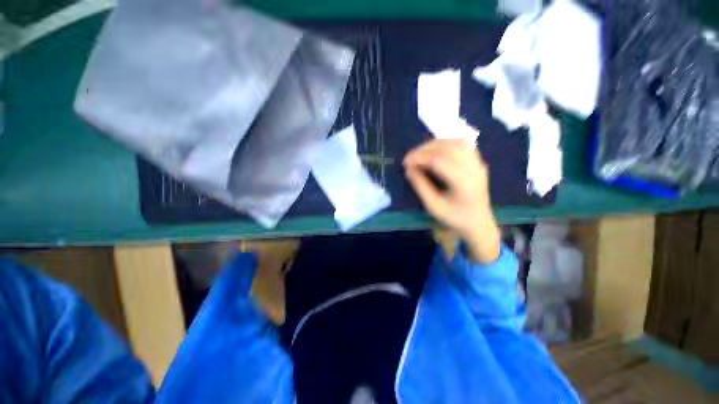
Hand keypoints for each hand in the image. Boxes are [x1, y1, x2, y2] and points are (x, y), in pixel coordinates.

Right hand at [403, 139, 500, 263]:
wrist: (478, 223)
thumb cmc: (454, 218)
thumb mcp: (433, 206)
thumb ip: (421, 186)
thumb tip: (409, 169)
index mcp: (463, 183)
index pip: (439, 161)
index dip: (420, 158)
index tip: (405, 162)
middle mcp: (473, 169)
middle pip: (447, 148)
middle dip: (425, 149)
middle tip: (410, 157)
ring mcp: (478, 163)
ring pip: (456, 142)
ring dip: (435, 144)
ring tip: (421, 153)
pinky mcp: (478, 162)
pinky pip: (462, 144)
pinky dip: (446, 143)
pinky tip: (436, 150)